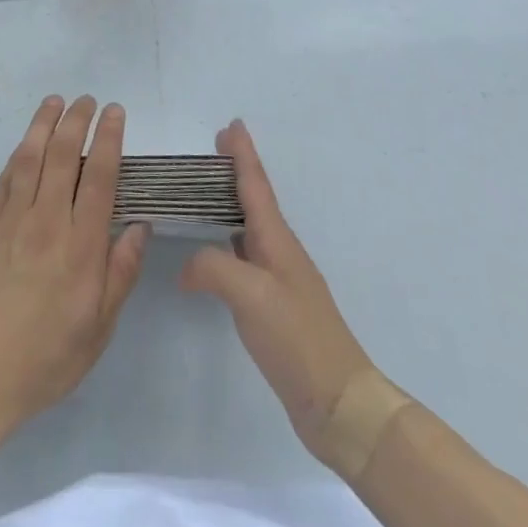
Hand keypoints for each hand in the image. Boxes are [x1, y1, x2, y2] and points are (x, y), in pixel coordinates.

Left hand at [0, 95, 148, 435]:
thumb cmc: (47, 356)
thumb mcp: (99, 327)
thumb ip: (120, 272)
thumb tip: (139, 226)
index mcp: (81, 245)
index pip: (99, 177)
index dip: (108, 139)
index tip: (114, 112)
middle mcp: (47, 221)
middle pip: (63, 156)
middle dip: (77, 121)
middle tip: (87, 100)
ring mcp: (12, 220)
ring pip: (30, 157)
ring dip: (43, 125)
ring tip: (54, 102)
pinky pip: (4, 179)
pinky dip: (17, 154)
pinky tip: (24, 143)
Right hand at [180, 119, 382, 470]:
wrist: (338, 402)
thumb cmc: (297, 338)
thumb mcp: (250, 294)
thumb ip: (213, 266)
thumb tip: (188, 266)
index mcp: (276, 239)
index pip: (255, 185)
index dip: (242, 154)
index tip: (232, 124)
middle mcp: (279, 251)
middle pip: (254, 199)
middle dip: (236, 172)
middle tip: (214, 149)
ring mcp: (279, 279)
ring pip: (250, 227)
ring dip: (231, 203)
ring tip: (206, 192)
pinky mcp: (274, 306)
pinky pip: (245, 257)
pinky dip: (227, 241)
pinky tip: (214, 253)